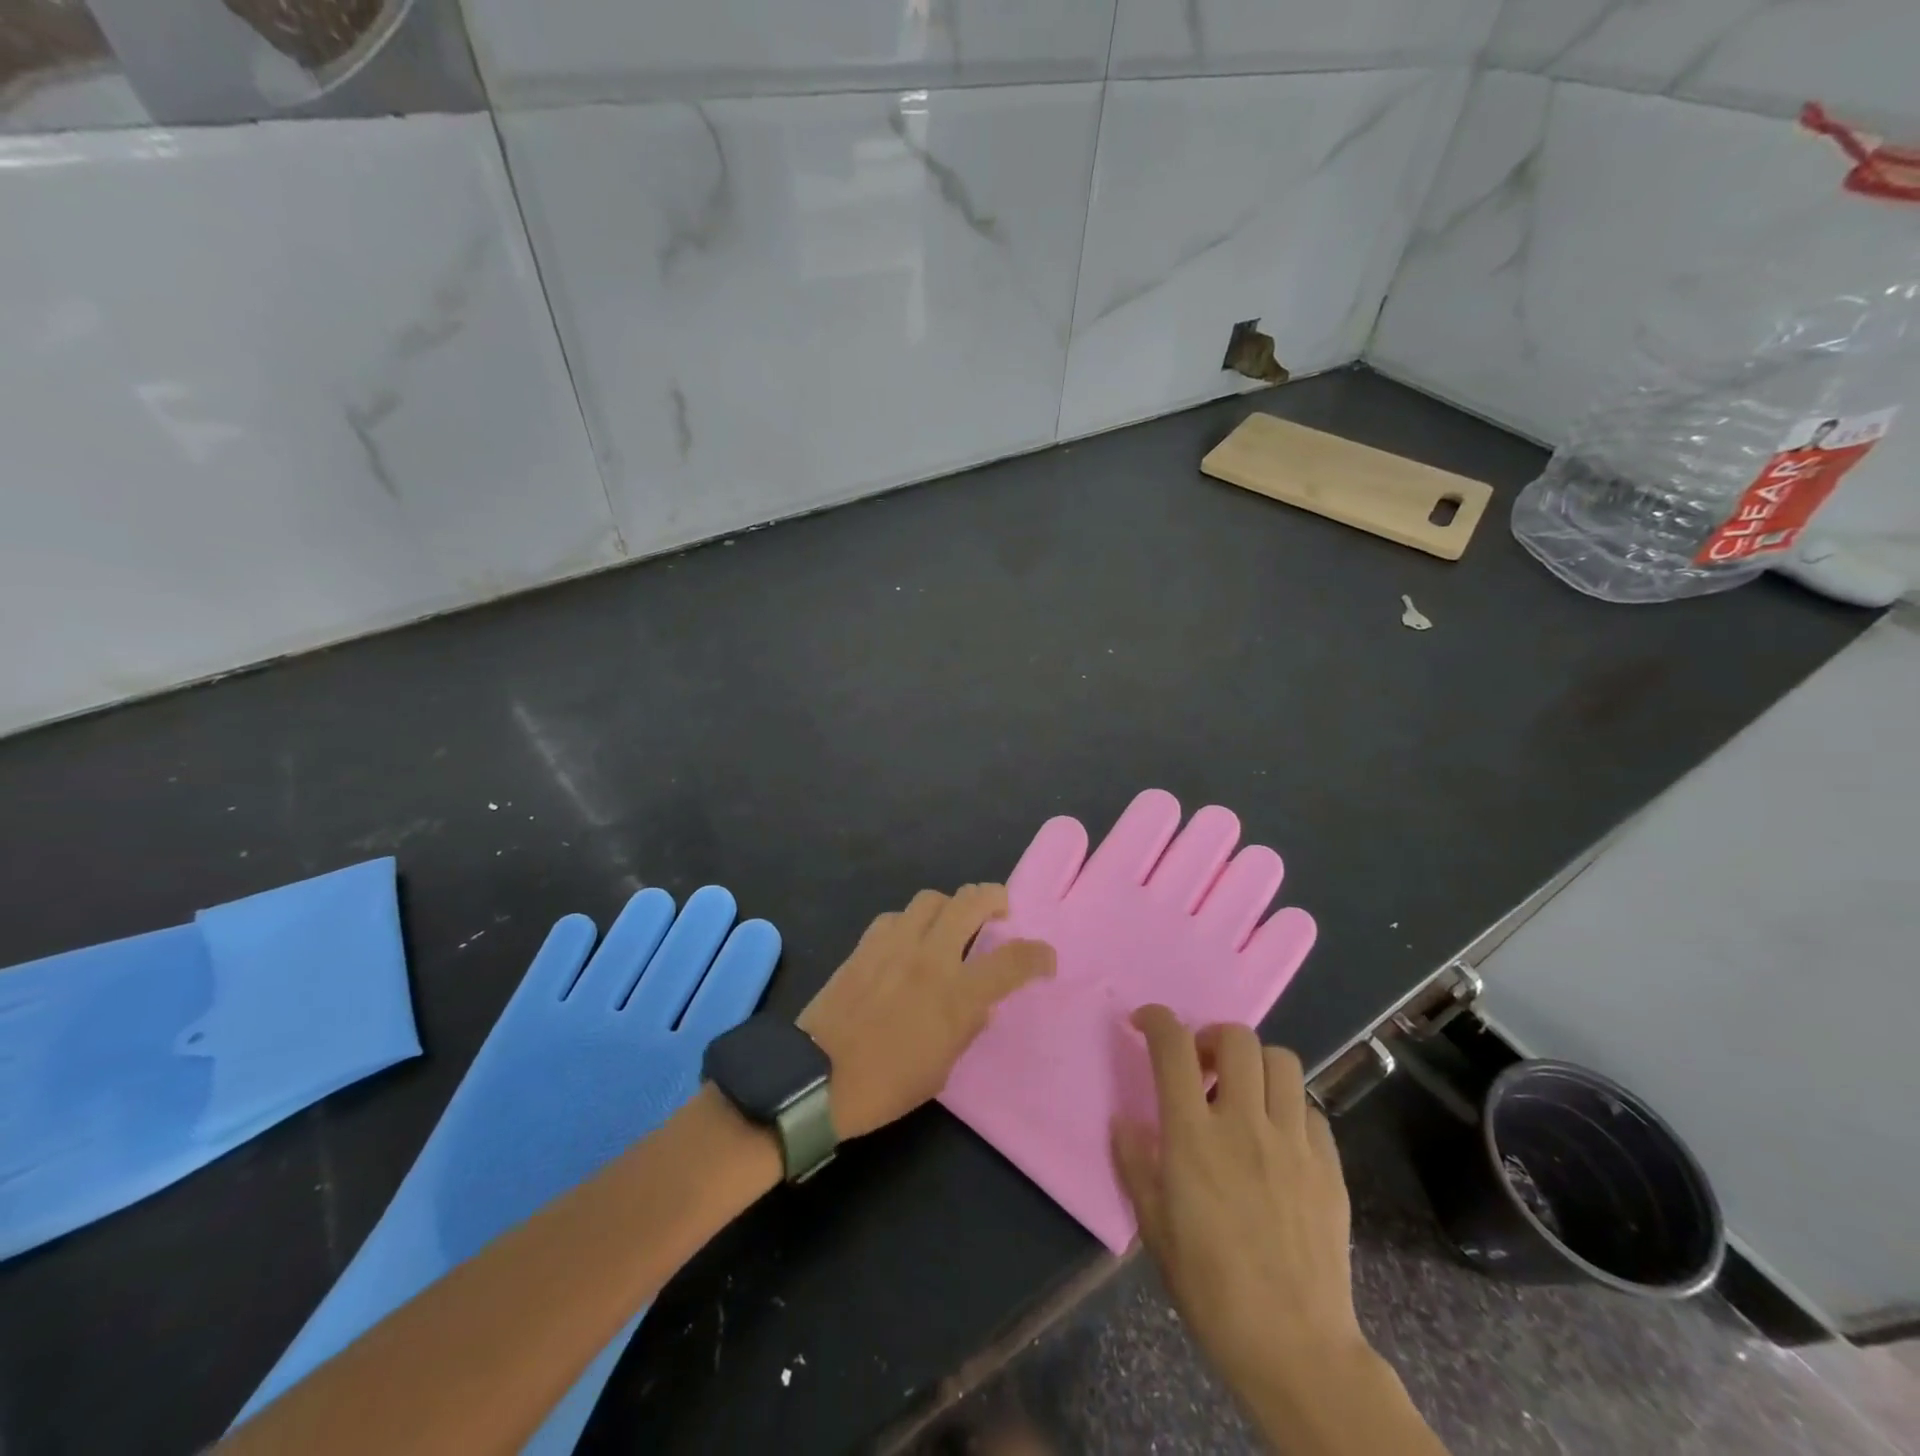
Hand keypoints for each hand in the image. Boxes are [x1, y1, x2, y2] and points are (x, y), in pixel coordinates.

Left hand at [800, 885, 1053, 1139]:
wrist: (816, 1077)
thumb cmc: (886, 1085)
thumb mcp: (942, 1068)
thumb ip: (966, 1026)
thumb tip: (979, 1003)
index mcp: (957, 994)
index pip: (1012, 960)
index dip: (1038, 955)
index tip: (1045, 958)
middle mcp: (931, 956)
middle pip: (972, 901)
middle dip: (995, 898)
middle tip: (1001, 911)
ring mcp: (895, 943)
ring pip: (933, 898)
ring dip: (951, 906)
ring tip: (951, 925)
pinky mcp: (866, 943)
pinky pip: (897, 916)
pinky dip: (911, 922)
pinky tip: (907, 942)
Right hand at [1113, 1007, 1363, 1404]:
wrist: (1295, 1348)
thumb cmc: (1211, 1289)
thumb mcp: (1154, 1228)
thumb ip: (1135, 1164)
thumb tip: (1124, 1121)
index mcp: (1194, 1137)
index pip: (1173, 1047)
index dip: (1156, 1020)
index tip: (1144, 1023)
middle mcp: (1245, 1124)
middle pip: (1237, 1039)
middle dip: (1213, 1037)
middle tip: (1202, 1067)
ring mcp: (1293, 1142)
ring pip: (1282, 1061)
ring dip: (1256, 1064)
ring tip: (1243, 1093)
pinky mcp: (1329, 1166)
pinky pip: (1310, 1108)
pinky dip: (1289, 1106)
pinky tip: (1278, 1136)